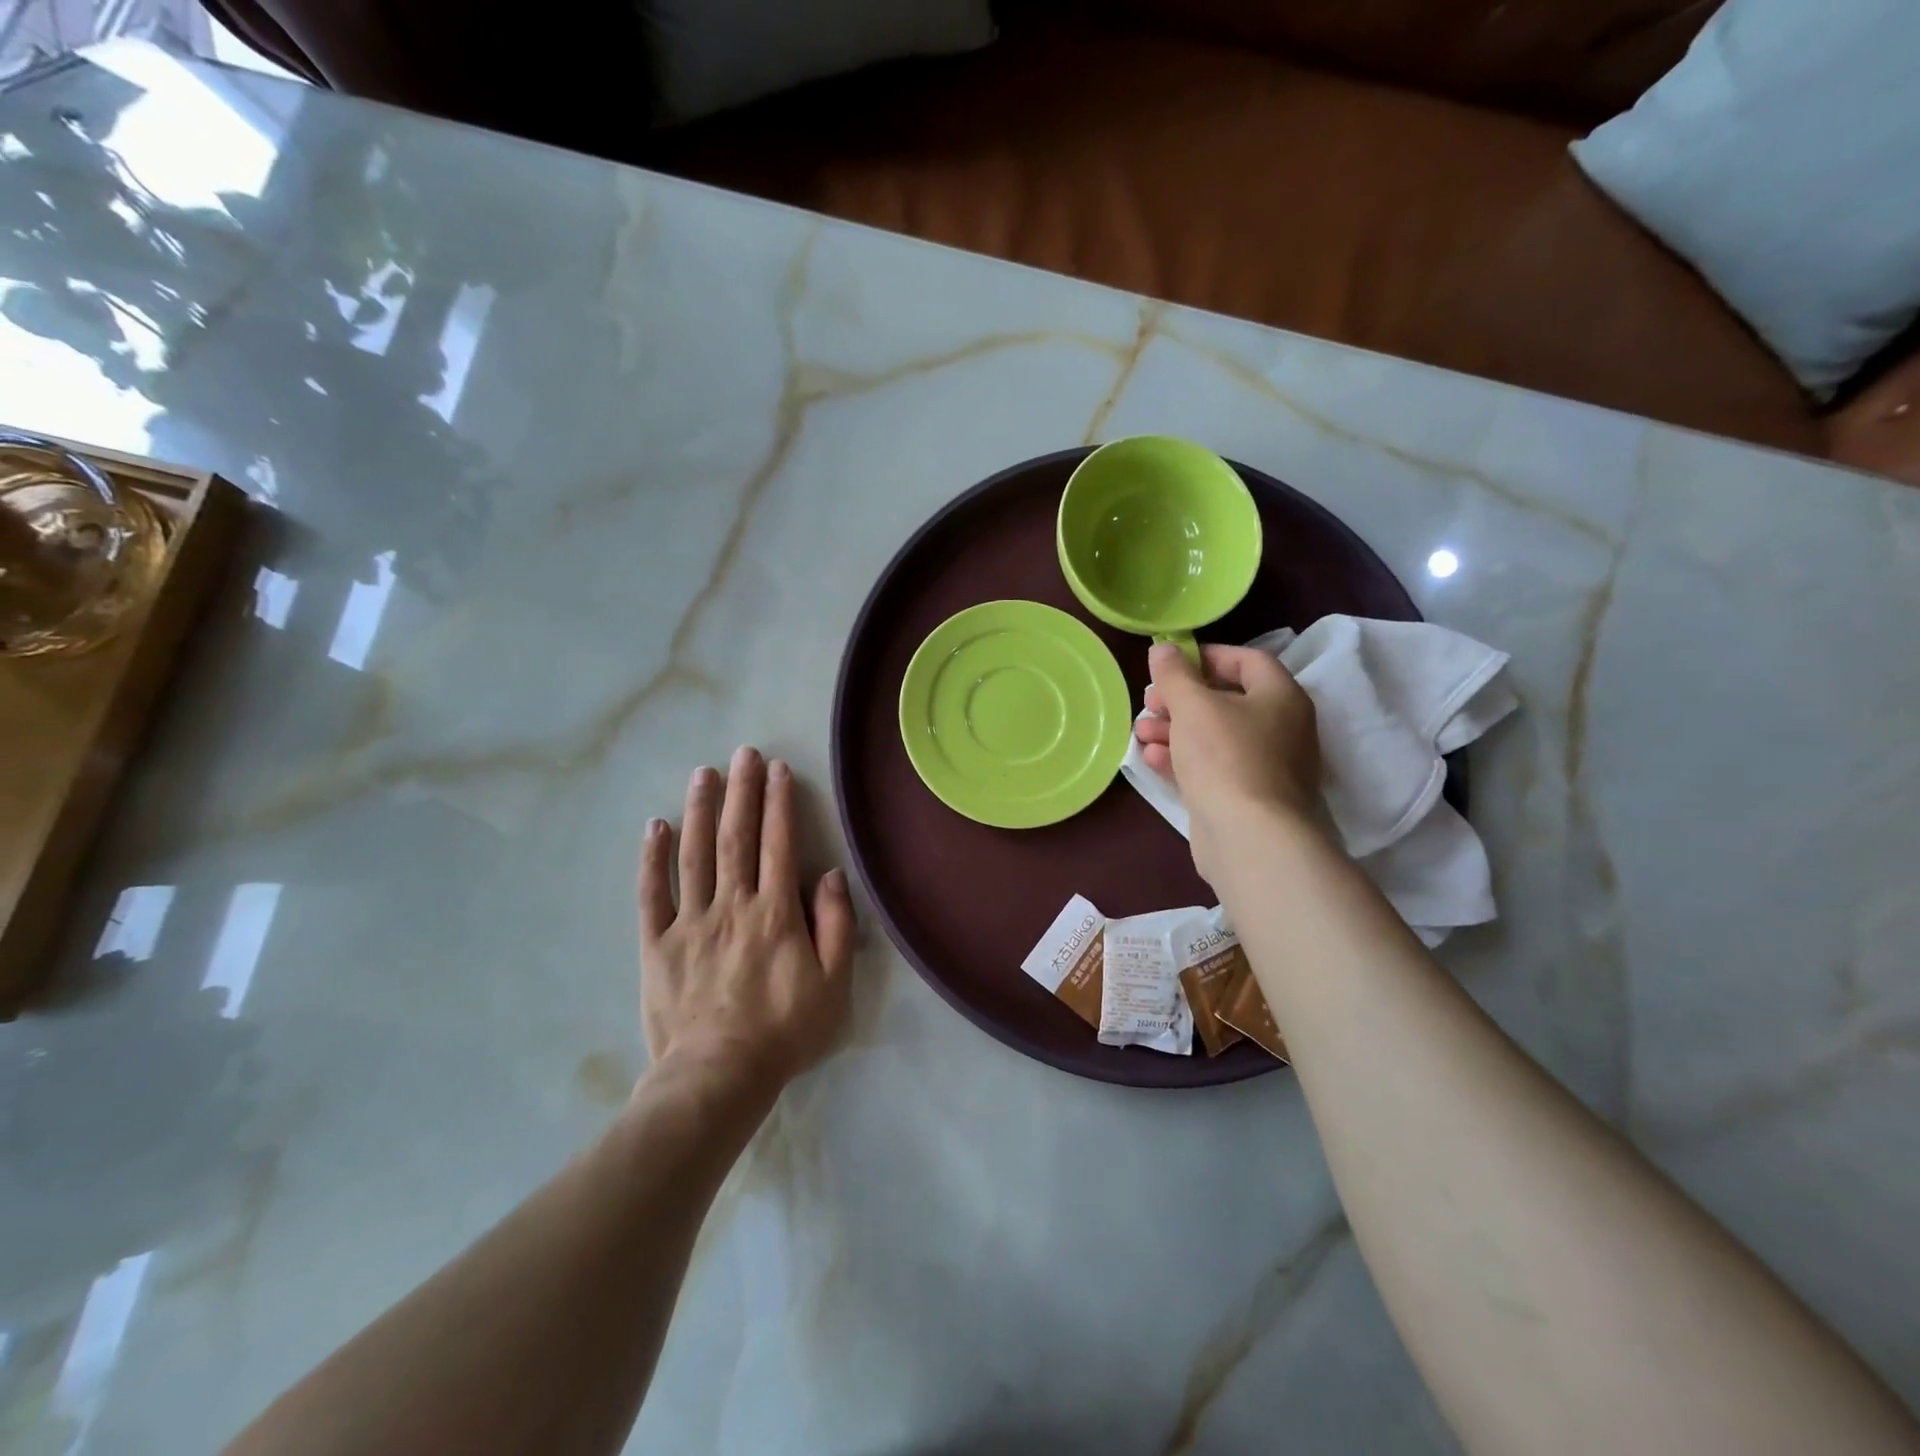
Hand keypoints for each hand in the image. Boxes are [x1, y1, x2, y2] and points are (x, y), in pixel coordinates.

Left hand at [639, 746, 854, 1100]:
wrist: (717, 1078)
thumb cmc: (783, 1031)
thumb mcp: (833, 985)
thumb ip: (836, 926)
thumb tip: (830, 875)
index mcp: (775, 913)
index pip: (778, 844)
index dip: (779, 803)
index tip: (778, 770)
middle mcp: (732, 905)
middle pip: (736, 837)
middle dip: (741, 791)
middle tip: (743, 753)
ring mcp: (690, 922)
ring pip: (694, 854)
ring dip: (700, 809)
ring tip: (704, 772)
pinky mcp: (658, 944)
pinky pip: (652, 894)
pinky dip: (653, 858)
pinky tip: (656, 826)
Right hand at [1134, 642, 1320, 881]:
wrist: (1248, 836)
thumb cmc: (1224, 757)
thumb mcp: (1193, 706)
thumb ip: (1175, 674)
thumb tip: (1163, 648)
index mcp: (1281, 697)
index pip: (1248, 660)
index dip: (1207, 657)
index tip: (1171, 664)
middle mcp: (1281, 728)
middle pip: (1226, 700)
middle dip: (1181, 699)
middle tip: (1149, 702)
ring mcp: (1266, 766)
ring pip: (1215, 737)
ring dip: (1175, 730)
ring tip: (1141, 732)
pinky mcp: (1247, 798)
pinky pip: (1212, 768)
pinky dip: (1183, 760)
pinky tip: (1151, 759)